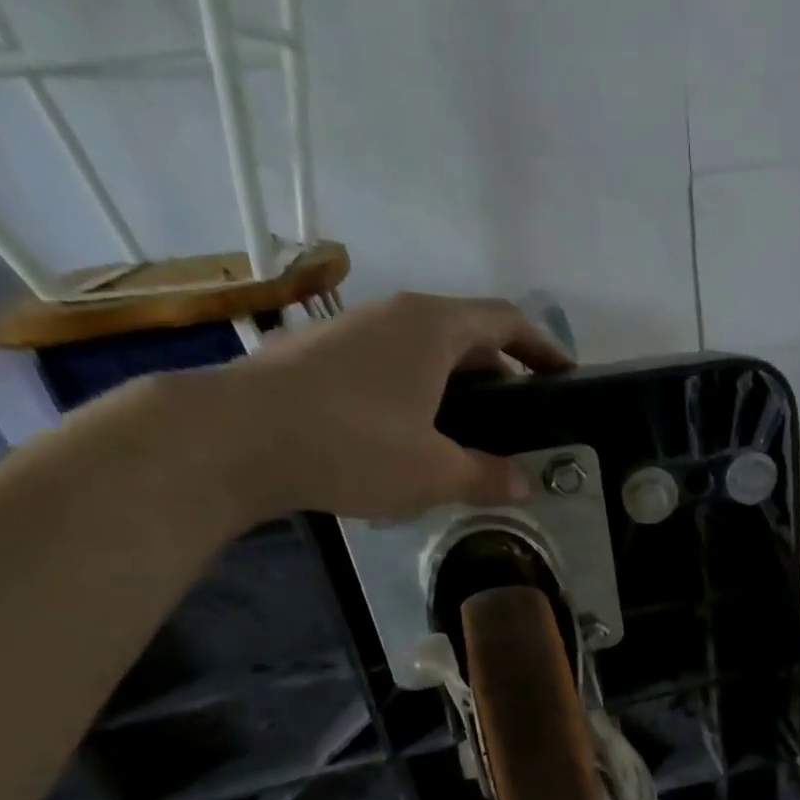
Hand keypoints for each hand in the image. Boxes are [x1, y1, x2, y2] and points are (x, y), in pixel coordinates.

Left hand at [205, 292, 573, 524]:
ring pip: (424, 352)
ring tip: (470, 435)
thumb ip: (487, 477)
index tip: (566, 377)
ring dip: (456, 387)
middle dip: (501, 373)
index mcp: (433, 328)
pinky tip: (412, 439)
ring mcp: (351, 331)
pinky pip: (389, 367)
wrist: (232, 437)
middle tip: (521, 420)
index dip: (543, 348)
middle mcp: (394, 314)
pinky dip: (417, 394)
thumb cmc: (353, 445)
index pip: (506, 321)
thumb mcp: (434, 473)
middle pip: (466, 334)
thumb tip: (523, 484)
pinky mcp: (319, 356)